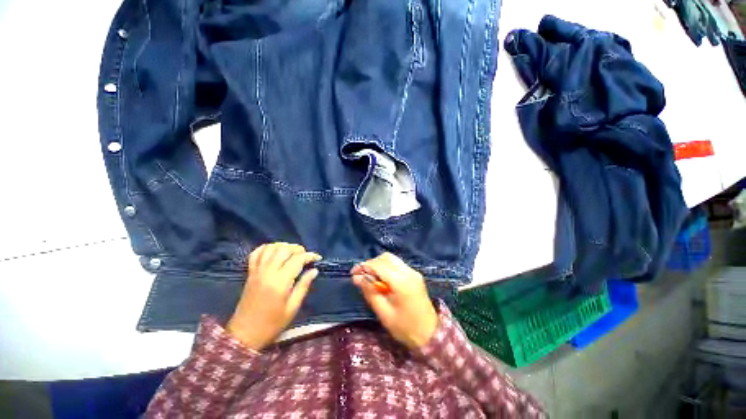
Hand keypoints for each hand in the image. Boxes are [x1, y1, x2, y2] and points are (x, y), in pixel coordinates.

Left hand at [227, 243, 320, 350]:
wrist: (244, 334)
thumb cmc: (272, 324)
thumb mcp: (292, 308)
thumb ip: (303, 286)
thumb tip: (314, 270)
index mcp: (280, 282)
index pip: (297, 259)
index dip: (310, 256)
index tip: (318, 258)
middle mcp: (267, 272)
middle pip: (284, 249)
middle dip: (298, 249)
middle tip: (305, 256)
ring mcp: (256, 271)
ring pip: (270, 248)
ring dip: (284, 246)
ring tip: (292, 253)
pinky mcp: (249, 273)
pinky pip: (256, 253)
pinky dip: (267, 248)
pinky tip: (275, 252)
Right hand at [351, 253, 437, 349]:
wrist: (431, 335)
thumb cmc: (405, 328)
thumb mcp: (384, 312)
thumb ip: (370, 292)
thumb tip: (357, 277)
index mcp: (402, 282)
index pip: (379, 265)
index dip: (364, 267)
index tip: (353, 273)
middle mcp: (409, 272)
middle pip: (386, 258)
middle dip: (372, 264)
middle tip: (362, 276)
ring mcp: (413, 272)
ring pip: (392, 259)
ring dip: (379, 265)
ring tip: (371, 278)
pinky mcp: (415, 275)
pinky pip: (398, 265)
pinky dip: (387, 268)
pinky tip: (382, 280)